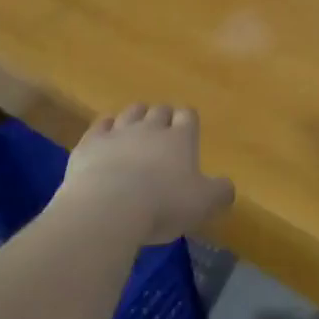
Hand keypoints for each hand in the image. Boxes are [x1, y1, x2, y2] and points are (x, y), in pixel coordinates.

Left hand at [58, 104, 233, 242]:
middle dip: (163, 117)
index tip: (188, 130)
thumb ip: (220, 192)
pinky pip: (101, 125)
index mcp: (180, 138)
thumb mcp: (203, 204)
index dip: (188, 121)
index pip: (188, 116)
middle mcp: (150, 128)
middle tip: (163, 132)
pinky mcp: (90, 143)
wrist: (108, 208)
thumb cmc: (163, 205)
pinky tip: (106, 137)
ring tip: (136, 130)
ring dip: (136, 117)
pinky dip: (106, 128)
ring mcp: (118, 132)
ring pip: (131, 112)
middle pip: (160, 110)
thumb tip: (227, 186)